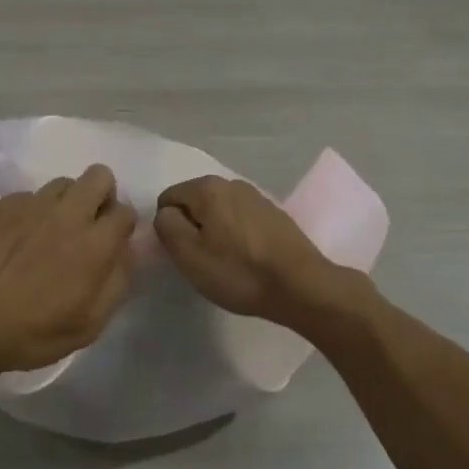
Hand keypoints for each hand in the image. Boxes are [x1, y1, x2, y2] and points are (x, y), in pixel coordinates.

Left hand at [0, 164, 136, 382]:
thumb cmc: (32, 332)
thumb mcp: (90, 324)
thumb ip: (116, 282)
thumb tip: (123, 252)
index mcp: (94, 244)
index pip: (125, 211)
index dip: (122, 226)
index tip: (111, 242)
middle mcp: (66, 214)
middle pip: (99, 176)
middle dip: (101, 195)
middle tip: (87, 225)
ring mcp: (30, 205)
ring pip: (62, 183)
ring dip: (65, 202)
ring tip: (49, 230)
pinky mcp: (0, 206)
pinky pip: (26, 196)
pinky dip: (30, 213)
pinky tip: (16, 239)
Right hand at [154, 175, 360, 330]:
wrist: (301, 286)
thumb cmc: (238, 272)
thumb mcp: (188, 254)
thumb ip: (166, 226)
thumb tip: (167, 214)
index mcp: (207, 187)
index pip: (168, 199)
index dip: (169, 228)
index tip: (184, 254)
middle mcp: (232, 183)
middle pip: (194, 204)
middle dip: (193, 229)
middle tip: (203, 261)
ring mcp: (257, 197)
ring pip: (219, 213)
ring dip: (215, 233)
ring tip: (227, 263)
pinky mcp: (275, 214)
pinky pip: (241, 221)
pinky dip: (237, 237)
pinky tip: (248, 260)